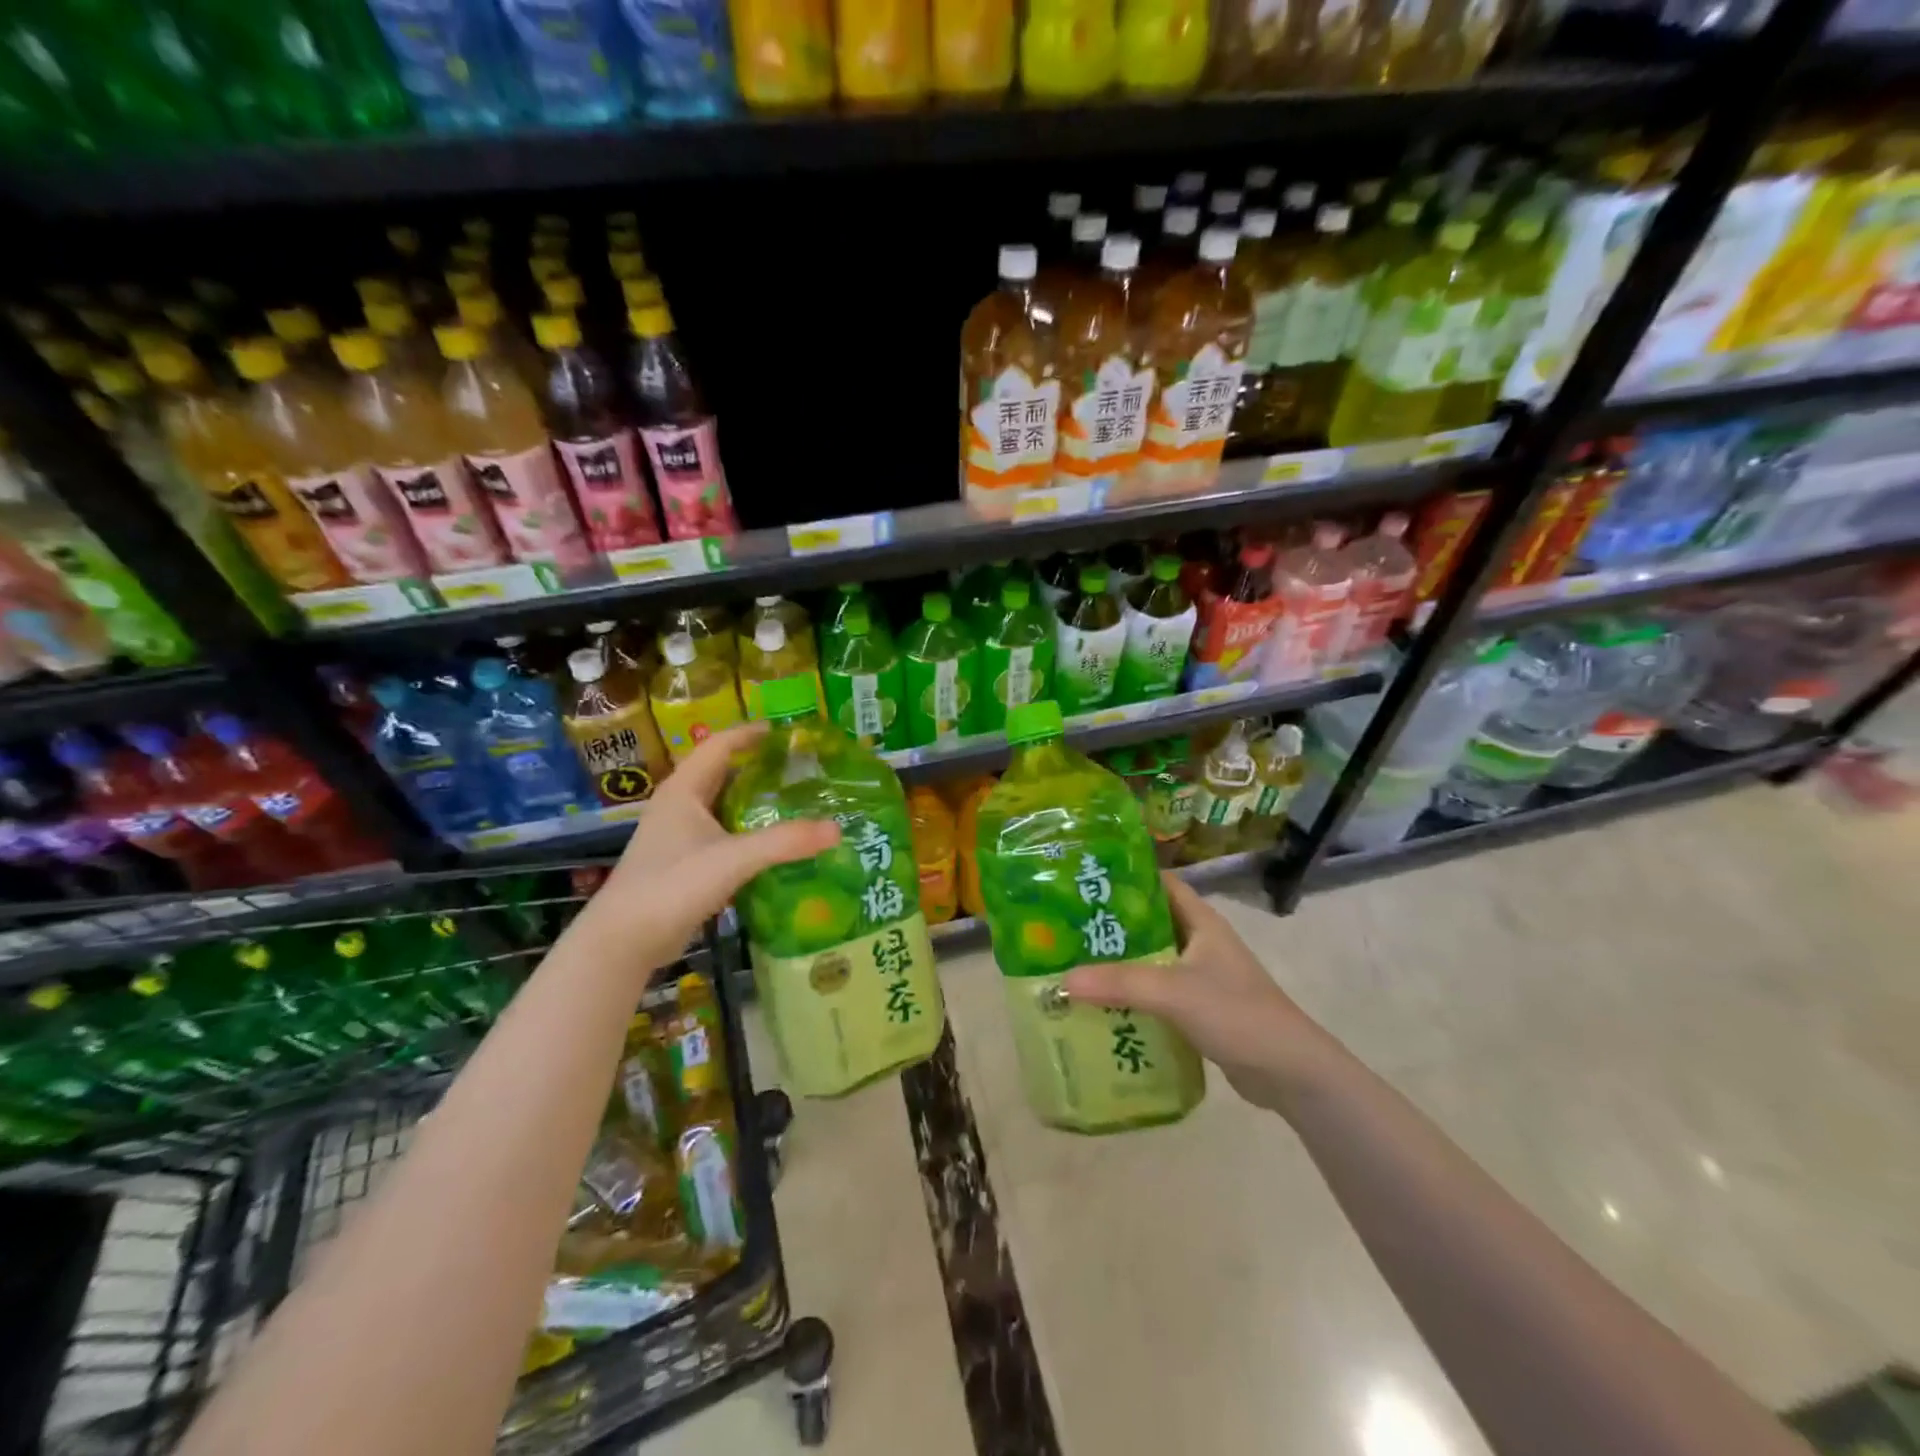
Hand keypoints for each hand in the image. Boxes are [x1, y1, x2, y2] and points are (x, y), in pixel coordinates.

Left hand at [578, 723, 839, 976]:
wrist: (623, 941)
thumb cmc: (672, 885)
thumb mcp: (733, 859)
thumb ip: (784, 842)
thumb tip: (837, 828)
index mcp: (684, 790)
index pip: (720, 745)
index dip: (751, 733)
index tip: (787, 731)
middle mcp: (679, 806)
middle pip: (722, 772)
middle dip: (758, 766)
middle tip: (800, 767)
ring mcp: (678, 836)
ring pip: (722, 805)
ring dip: (753, 800)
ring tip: (794, 800)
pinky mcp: (683, 863)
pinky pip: (722, 834)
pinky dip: (747, 831)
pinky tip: (773, 844)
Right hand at [1063, 873, 1337, 1114]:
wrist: (1290, 1073)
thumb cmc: (1237, 1014)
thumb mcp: (1174, 992)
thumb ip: (1120, 983)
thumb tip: (1062, 981)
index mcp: (1201, 921)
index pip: (1158, 883)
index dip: (1124, 877)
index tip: (1083, 879)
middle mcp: (1200, 942)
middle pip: (1148, 923)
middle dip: (1109, 924)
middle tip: (1063, 926)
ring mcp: (1200, 976)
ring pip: (1150, 959)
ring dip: (1117, 962)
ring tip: (1072, 962)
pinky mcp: (1198, 1008)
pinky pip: (1156, 992)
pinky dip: (1131, 994)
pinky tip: (1100, 1003)